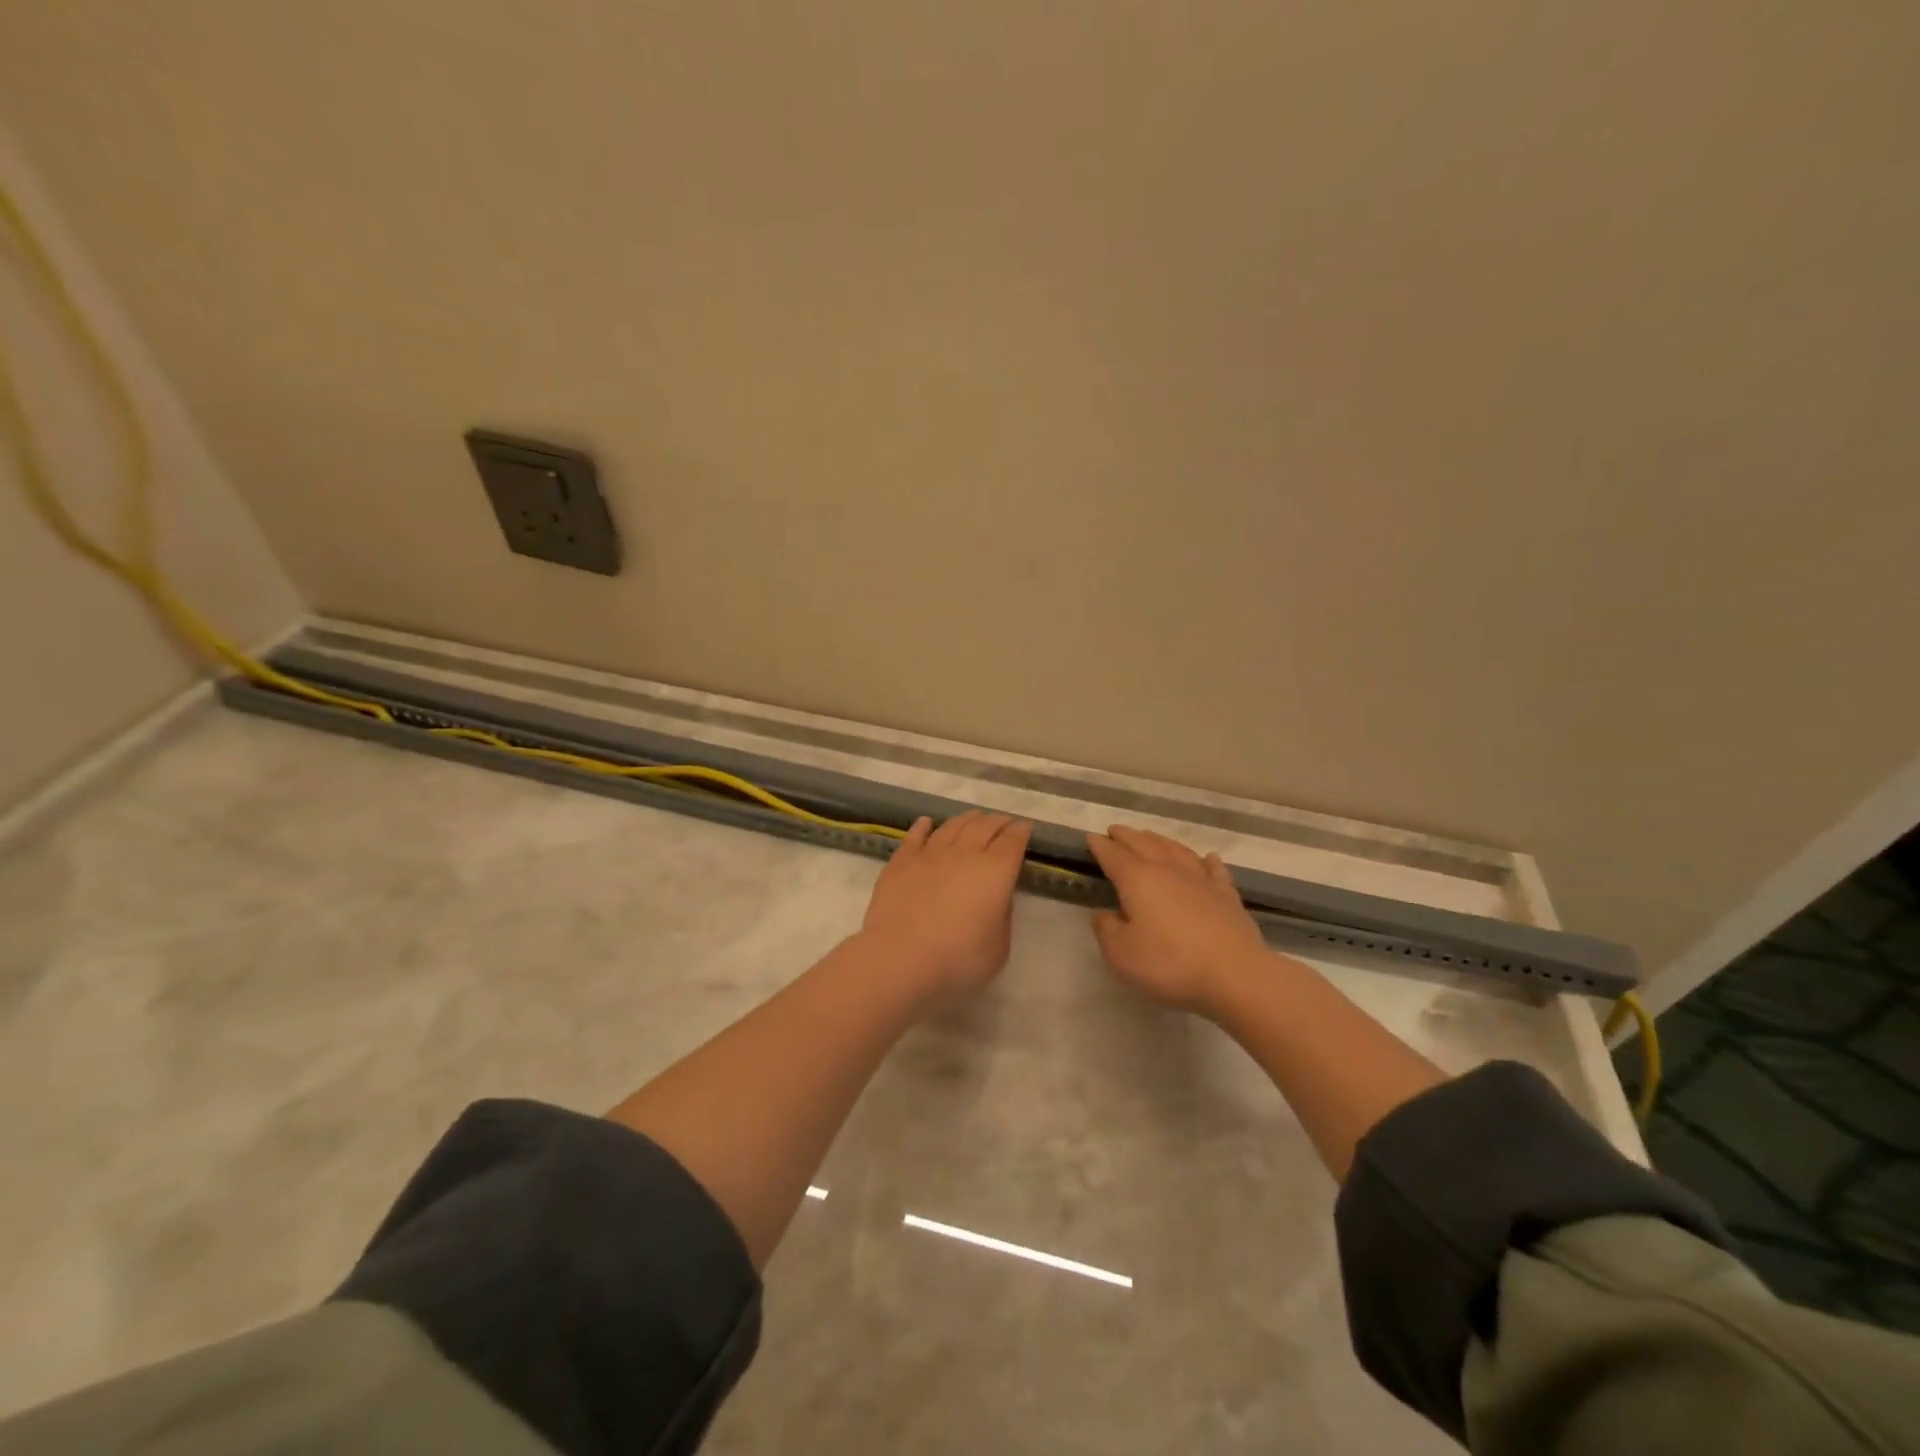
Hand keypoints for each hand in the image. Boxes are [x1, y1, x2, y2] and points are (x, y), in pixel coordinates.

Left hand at [861, 811, 1032, 1002]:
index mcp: (996, 871)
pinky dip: (924, 826)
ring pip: (953, 826)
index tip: (1026, 826)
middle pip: (985, 827)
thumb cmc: (958, 959)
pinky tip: (927, 823)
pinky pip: (916, 835)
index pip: (1013, 841)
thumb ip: (1002, 915)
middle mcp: (965, 853)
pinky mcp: (902, 861)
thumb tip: (996, 896)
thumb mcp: (999, 947)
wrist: (900, 958)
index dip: (1021, 831)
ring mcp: (931, 853)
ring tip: (974, 817)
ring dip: (967, 819)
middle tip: (1004, 821)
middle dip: (998, 821)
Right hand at [1086, 825, 1268, 1012]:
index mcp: (1137, 879)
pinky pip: (1214, 869)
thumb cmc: (1170, 964)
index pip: (1113, 855)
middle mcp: (1168, 870)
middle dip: (1126, 836)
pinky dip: (1207, 861)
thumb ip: (1106, 930)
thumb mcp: (1121, 955)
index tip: (1091, 837)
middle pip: (1143, 844)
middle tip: (1115, 831)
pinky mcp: (1227, 895)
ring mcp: (1201, 879)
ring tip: (1149, 837)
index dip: (1100, 846)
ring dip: (1159, 841)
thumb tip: (1103, 913)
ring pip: (1176, 850)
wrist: (1235, 974)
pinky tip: (1208, 857)